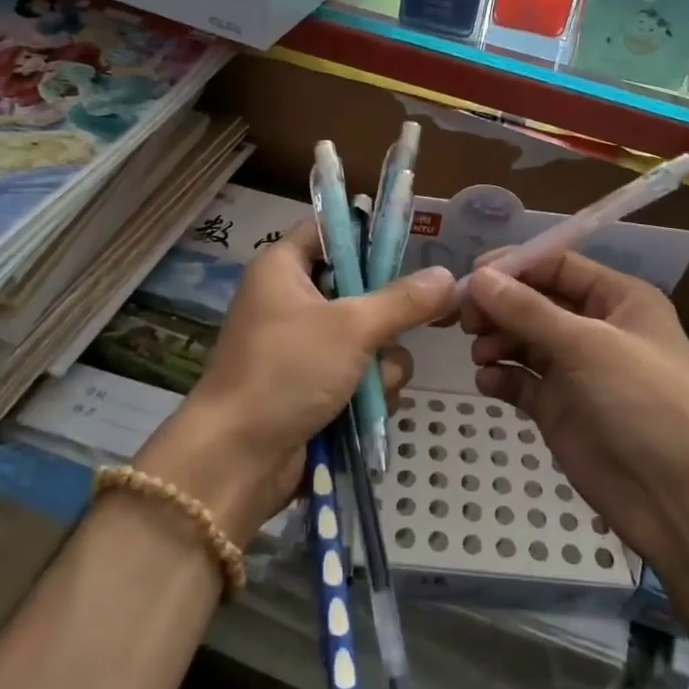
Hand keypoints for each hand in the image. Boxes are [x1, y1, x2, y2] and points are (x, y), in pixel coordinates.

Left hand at [138, 219, 455, 544]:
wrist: (238, 458)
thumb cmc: (287, 371)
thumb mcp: (352, 328)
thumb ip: (403, 301)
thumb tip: (449, 277)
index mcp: (283, 268)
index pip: (329, 230)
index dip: (366, 236)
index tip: (409, 250)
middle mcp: (291, 301)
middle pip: (358, 289)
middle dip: (385, 317)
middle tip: (405, 325)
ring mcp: (303, 348)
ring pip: (367, 338)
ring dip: (381, 364)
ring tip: (371, 385)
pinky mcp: (313, 387)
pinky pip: (359, 375)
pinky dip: (368, 391)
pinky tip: (367, 410)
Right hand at [461, 254, 688, 573]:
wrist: (678, 499)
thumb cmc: (644, 403)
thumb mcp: (588, 346)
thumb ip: (528, 310)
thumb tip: (477, 277)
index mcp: (618, 299)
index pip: (557, 266)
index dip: (514, 266)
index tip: (471, 276)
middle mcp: (596, 328)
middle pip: (534, 302)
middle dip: (499, 307)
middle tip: (465, 320)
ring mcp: (576, 370)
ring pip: (522, 340)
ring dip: (497, 341)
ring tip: (481, 355)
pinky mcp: (558, 408)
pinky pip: (520, 380)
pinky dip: (501, 376)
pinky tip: (488, 382)